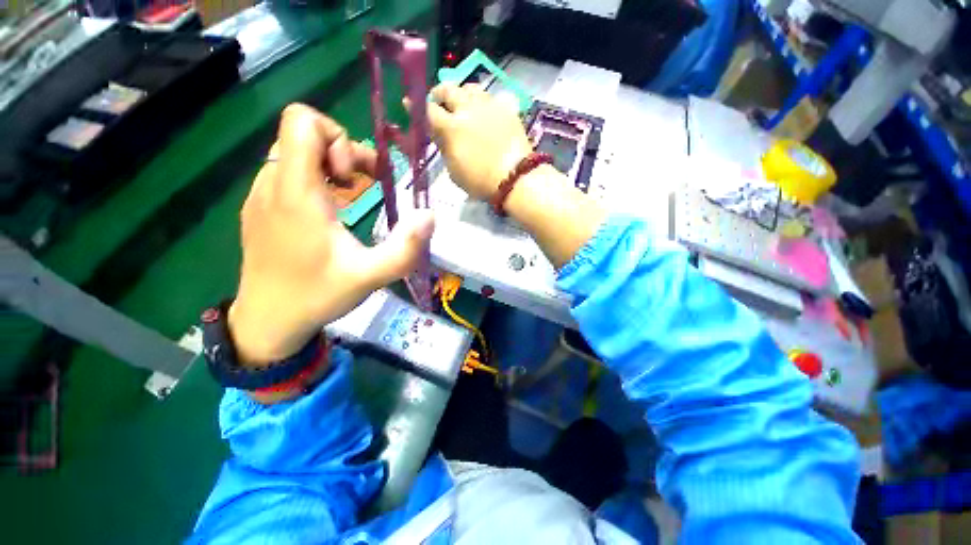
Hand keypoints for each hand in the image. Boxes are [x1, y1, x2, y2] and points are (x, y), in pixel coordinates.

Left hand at [229, 104, 434, 364]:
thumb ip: (405, 248)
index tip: (354, 178)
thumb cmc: (317, 295)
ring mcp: (261, 195)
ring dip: (330, 166)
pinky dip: (314, 179)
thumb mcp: (370, 276)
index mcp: (296, 192)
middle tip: (363, 186)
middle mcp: (272, 184)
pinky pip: (288, 172)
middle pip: (304, 134)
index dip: (338, 139)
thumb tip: (430, 215)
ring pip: (296, 152)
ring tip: (350, 196)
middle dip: (342, 153)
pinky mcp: (260, 207)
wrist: (266, 321)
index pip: (302, 122)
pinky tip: (329, 211)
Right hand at [427, 83, 532, 199]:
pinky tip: (486, 113)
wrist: (515, 179)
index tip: (411, 104)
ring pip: (471, 88)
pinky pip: (492, 97)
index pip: (428, 109)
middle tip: (439, 102)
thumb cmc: (480, 181)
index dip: (417, 107)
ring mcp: (489, 106)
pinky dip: (484, 102)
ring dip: (462, 94)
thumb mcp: (454, 170)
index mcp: (451, 127)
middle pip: (448, 89)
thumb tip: (439, 134)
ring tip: (464, 104)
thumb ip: (444, 148)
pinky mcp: (506, 109)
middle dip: (440, 94)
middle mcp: (468, 109)